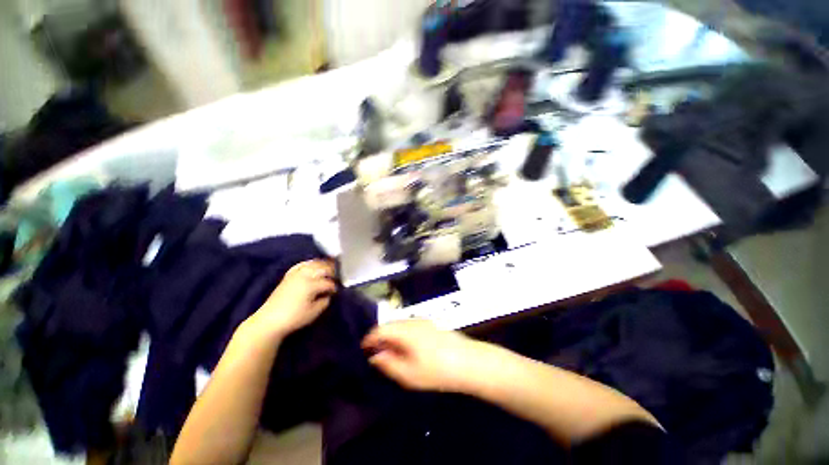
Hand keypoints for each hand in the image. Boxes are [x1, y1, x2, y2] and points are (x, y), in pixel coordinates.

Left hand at [249, 260, 336, 338]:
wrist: (270, 320)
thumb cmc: (294, 318)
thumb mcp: (314, 312)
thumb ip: (325, 301)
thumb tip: (329, 294)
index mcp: (311, 285)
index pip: (328, 282)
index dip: (334, 287)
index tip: (337, 292)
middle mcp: (304, 275)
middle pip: (323, 268)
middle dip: (332, 272)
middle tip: (337, 278)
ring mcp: (295, 273)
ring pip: (314, 264)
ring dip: (323, 265)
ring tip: (329, 269)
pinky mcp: (289, 275)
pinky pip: (302, 264)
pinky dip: (310, 263)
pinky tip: (314, 265)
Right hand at [361, 319, 486, 392]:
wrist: (469, 362)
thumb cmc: (436, 370)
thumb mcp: (409, 374)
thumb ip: (389, 363)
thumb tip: (375, 355)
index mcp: (405, 330)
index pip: (381, 328)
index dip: (370, 338)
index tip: (363, 349)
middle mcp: (413, 321)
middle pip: (390, 323)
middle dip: (380, 336)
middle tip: (375, 352)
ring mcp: (424, 321)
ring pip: (401, 323)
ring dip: (392, 334)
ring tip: (389, 350)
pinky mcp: (431, 324)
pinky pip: (410, 325)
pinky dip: (402, 333)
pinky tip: (405, 346)